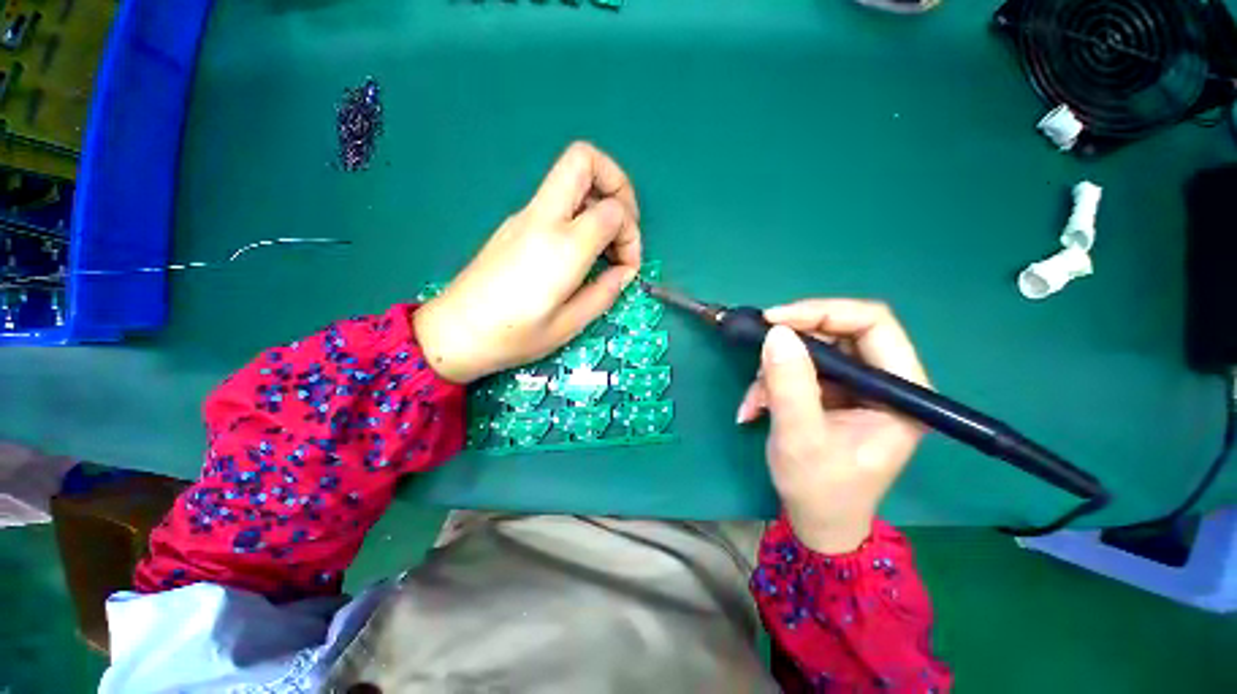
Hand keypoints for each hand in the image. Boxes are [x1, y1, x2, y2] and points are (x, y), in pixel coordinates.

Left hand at [414, 142, 641, 383]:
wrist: (453, 332)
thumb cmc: (513, 336)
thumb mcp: (569, 325)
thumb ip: (604, 293)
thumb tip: (625, 272)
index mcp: (562, 247)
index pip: (613, 211)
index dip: (632, 236)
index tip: (626, 268)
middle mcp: (543, 219)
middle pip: (583, 160)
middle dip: (616, 183)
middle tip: (622, 225)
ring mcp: (524, 216)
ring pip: (570, 176)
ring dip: (598, 199)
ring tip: (604, 246)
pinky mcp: (515, 225)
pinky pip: (556, 201)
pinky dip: (580, 214)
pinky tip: (579, 253)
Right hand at [735, 300, 930, 553]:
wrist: (816, 521)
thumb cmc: (819, 489)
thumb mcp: (800, 438)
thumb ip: (790, 385)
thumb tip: (776, 333)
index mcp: (902, 391)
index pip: (873, 324)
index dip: (823, 312)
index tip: (775, 320)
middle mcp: (885, 382)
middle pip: (838, 332)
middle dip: (792, 343)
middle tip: (758, 352)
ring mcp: (857, 387)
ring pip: (813, 351)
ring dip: (775, 369)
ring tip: (754, 401)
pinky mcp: (833, 393)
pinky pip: (799, 369)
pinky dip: (772, 383)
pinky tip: (753, 408)